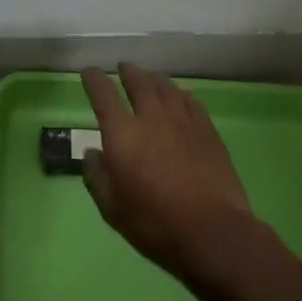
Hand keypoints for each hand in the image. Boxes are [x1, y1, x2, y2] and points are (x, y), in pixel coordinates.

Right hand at [79, 63, 263, 296]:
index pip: (102, 94)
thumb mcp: (112, 209)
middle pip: (138, 81)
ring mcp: (182, 119)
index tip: (88, 72)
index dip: (93, 79)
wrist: (212, 231)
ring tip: (149, 78)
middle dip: (127, 72)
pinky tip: (179, 97)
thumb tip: (91, 153)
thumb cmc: (155, 223)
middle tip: (123, 69)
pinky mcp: (206, 128)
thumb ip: (97, 177)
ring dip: (153, 78)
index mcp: (122, 133)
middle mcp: (151, 116)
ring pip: (165, 86)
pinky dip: (179, 93)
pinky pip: (189, 99)